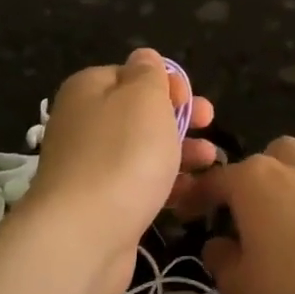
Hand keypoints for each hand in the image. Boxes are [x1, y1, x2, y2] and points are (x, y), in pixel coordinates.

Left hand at [26, 50, 216, 293]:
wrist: (84, 235)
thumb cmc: (122, 154)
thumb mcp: (143, 97)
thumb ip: (149, 73)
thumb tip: (144, 58)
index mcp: (89, 89)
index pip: (132, 74)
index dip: (167, 83)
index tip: (192, 101)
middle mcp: (84, 123)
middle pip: (140, 113)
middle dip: (180, 118)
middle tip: (210, 124)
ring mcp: (90, 166)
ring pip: (143, 150)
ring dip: (180, 152)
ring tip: (210, 161)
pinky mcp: (101, 204)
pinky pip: (140, 184)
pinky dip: (167, 185)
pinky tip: (193, 194)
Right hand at [182, 137, 294, 293]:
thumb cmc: (291, 288)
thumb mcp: (238, 287)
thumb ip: (221, 261)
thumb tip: (218, 244)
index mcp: (252, 180)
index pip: (214, 179)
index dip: (195, 197)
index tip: (184, 215)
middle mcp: (289, 170)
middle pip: (265, 158)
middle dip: (250, 180)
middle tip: (241, 215)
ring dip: (282, 191)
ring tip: (274, 230)